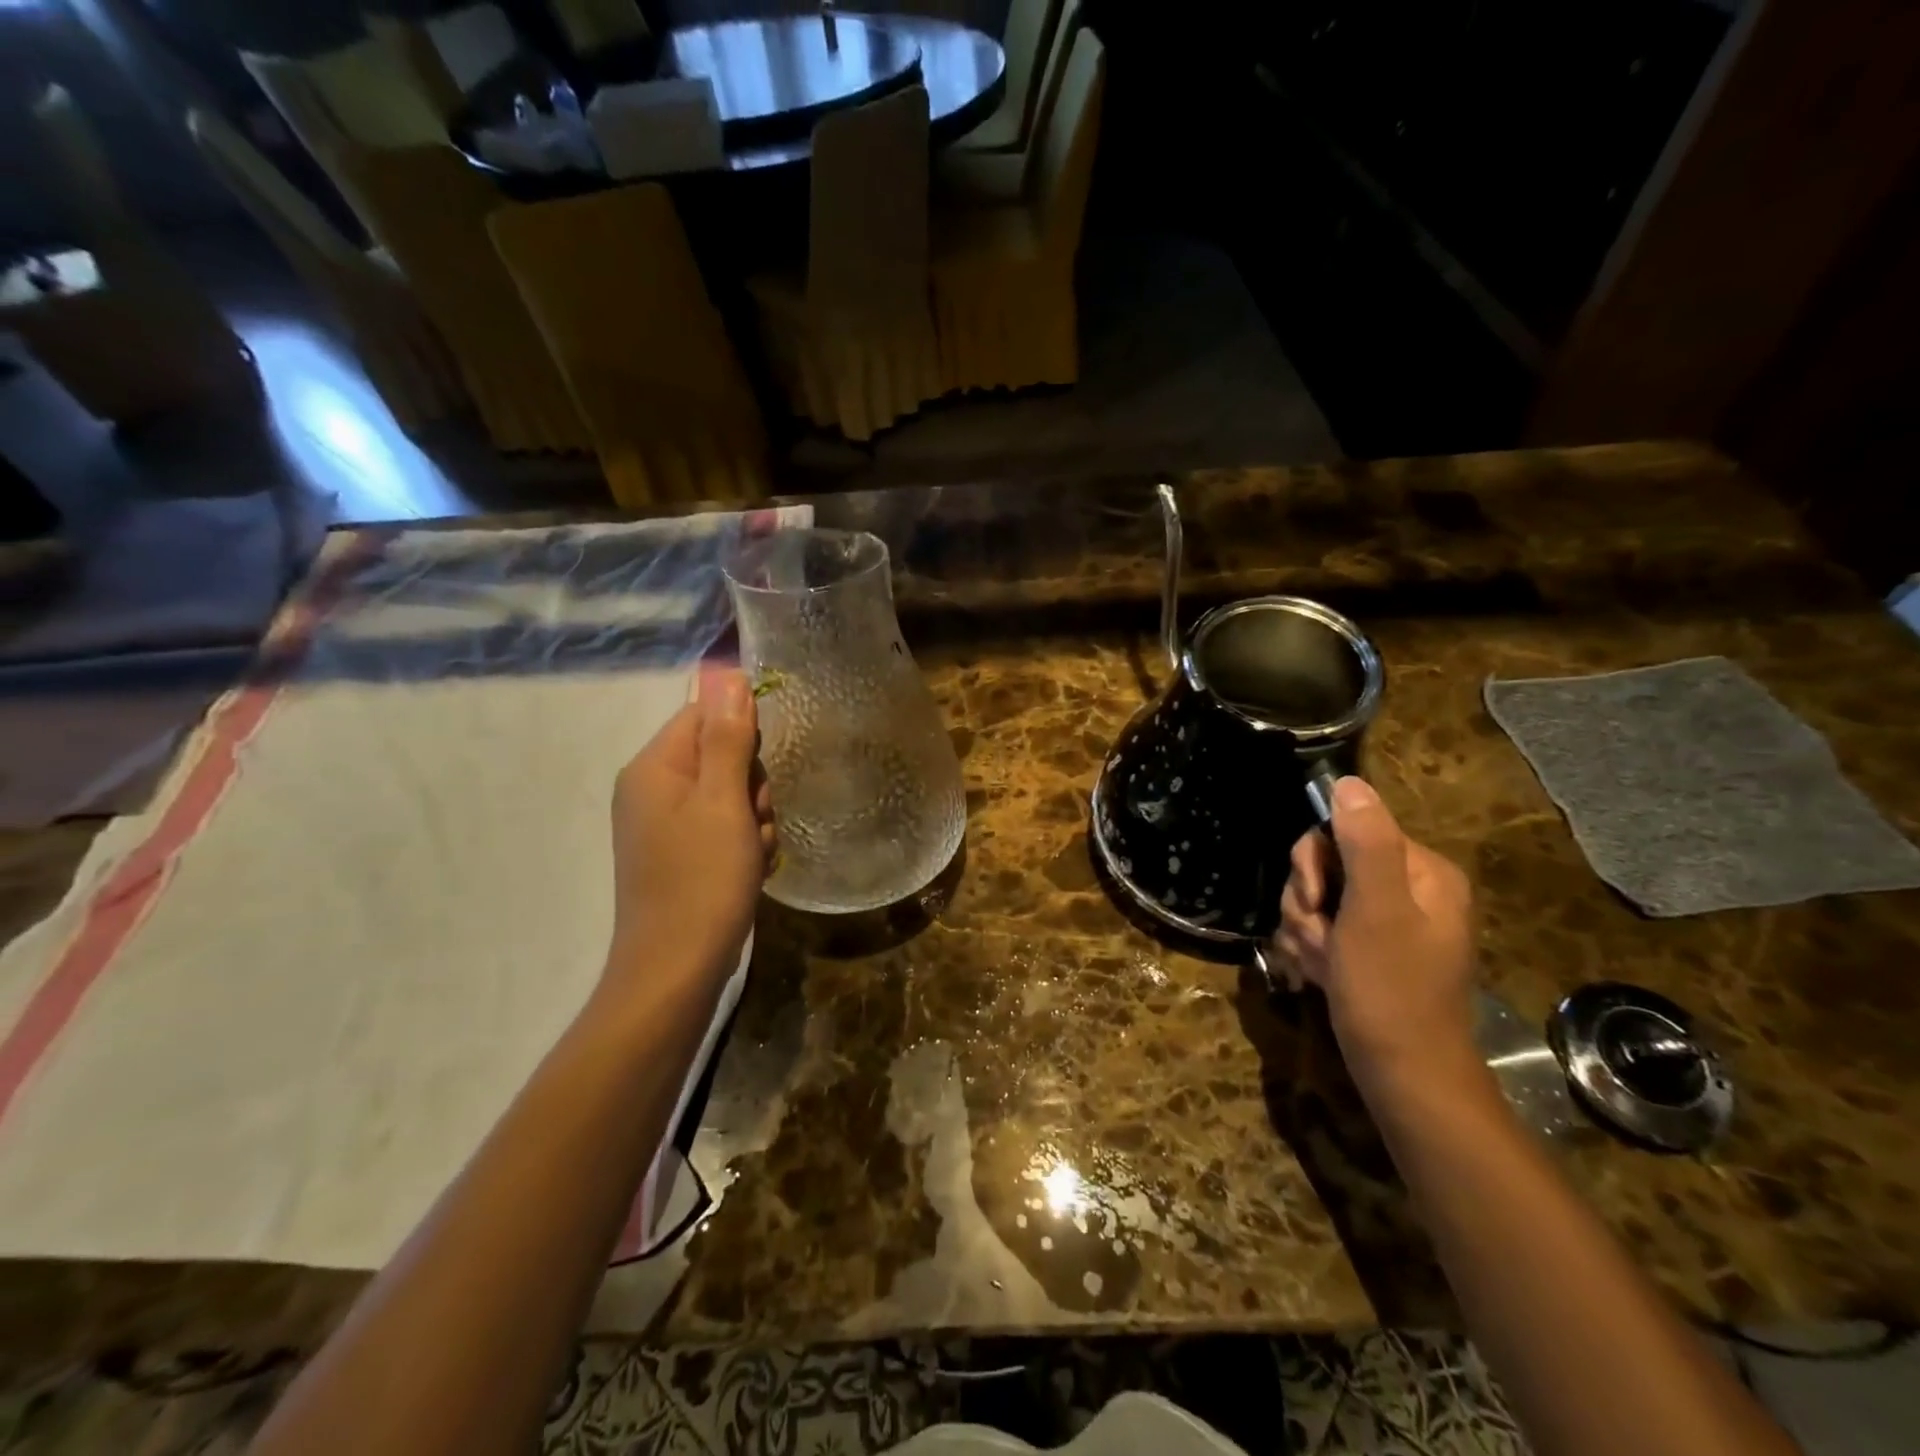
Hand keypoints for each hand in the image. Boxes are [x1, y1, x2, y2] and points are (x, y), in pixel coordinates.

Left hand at [605, 669, 775, 999]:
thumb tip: (728, 674)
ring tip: (753, 853)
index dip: (743, 739)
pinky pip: (721, 826)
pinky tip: (749, 869)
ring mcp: (662, 824)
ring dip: (754, 818)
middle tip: (756, 822)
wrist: (676, 969)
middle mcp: (651, 789)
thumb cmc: (702, 880)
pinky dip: (743, 843)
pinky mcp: (677, 853)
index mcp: (652, 768)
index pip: (704, 716)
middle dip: (752, 786)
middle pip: (720, 755)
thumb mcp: (723, 803)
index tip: (758, 777)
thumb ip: (727, 738)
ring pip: (729, 794)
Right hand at [1272, 777, 1476, 1085]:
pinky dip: (1310, 949)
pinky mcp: (1366, 948)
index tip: (1316, 902)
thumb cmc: (1391, 991)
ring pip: (1315, 898)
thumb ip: (1364, 843)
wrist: (1404, 1076)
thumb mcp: (1375, 911)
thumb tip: (1349, 782)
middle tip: (1319, 937)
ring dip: (1305, 929)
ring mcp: (1385, 921)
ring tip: (1322, 964)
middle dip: (1307, 902)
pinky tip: (1319, 974)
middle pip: (1325, 864)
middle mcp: (1406, 889)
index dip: (1315, 863)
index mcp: (1421, 871)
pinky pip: (1320, 927)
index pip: (1344, 829)